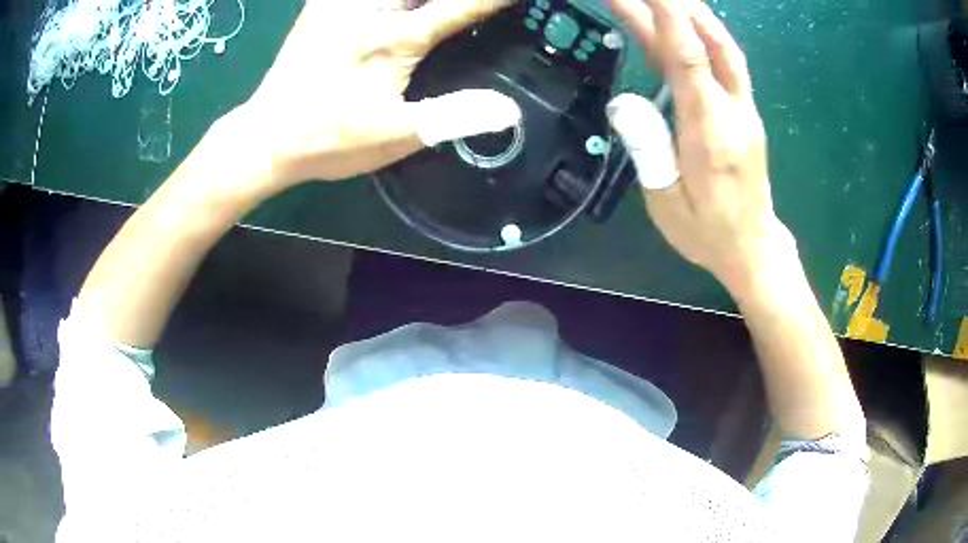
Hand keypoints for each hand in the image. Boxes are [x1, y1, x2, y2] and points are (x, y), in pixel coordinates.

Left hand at [231, 0, 520, 191]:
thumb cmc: (329, 140)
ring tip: (433, 7)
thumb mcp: (395, 136)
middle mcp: (370, 9)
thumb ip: (453, 118)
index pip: (461, 6)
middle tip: (473, 3)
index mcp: (395, 39)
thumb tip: (509, 110)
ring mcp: (341, 5)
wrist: (266, 138)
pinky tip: (393, 5)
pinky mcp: (320, 8)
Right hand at [606, 0, 794, 292]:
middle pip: (707, 43)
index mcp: (709, 132)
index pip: (688, 58)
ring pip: (723, 48)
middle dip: (673, 6)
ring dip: (693, 13)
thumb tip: (623, 102)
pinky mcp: (745, 111)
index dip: (667, 16)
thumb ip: (647, 149)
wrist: (752, 247)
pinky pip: (726, 61)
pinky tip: (687, 22)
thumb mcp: (666, 203)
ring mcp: (743, 109)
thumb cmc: (706, 232)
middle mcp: (732, 111)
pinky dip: (704, 33)